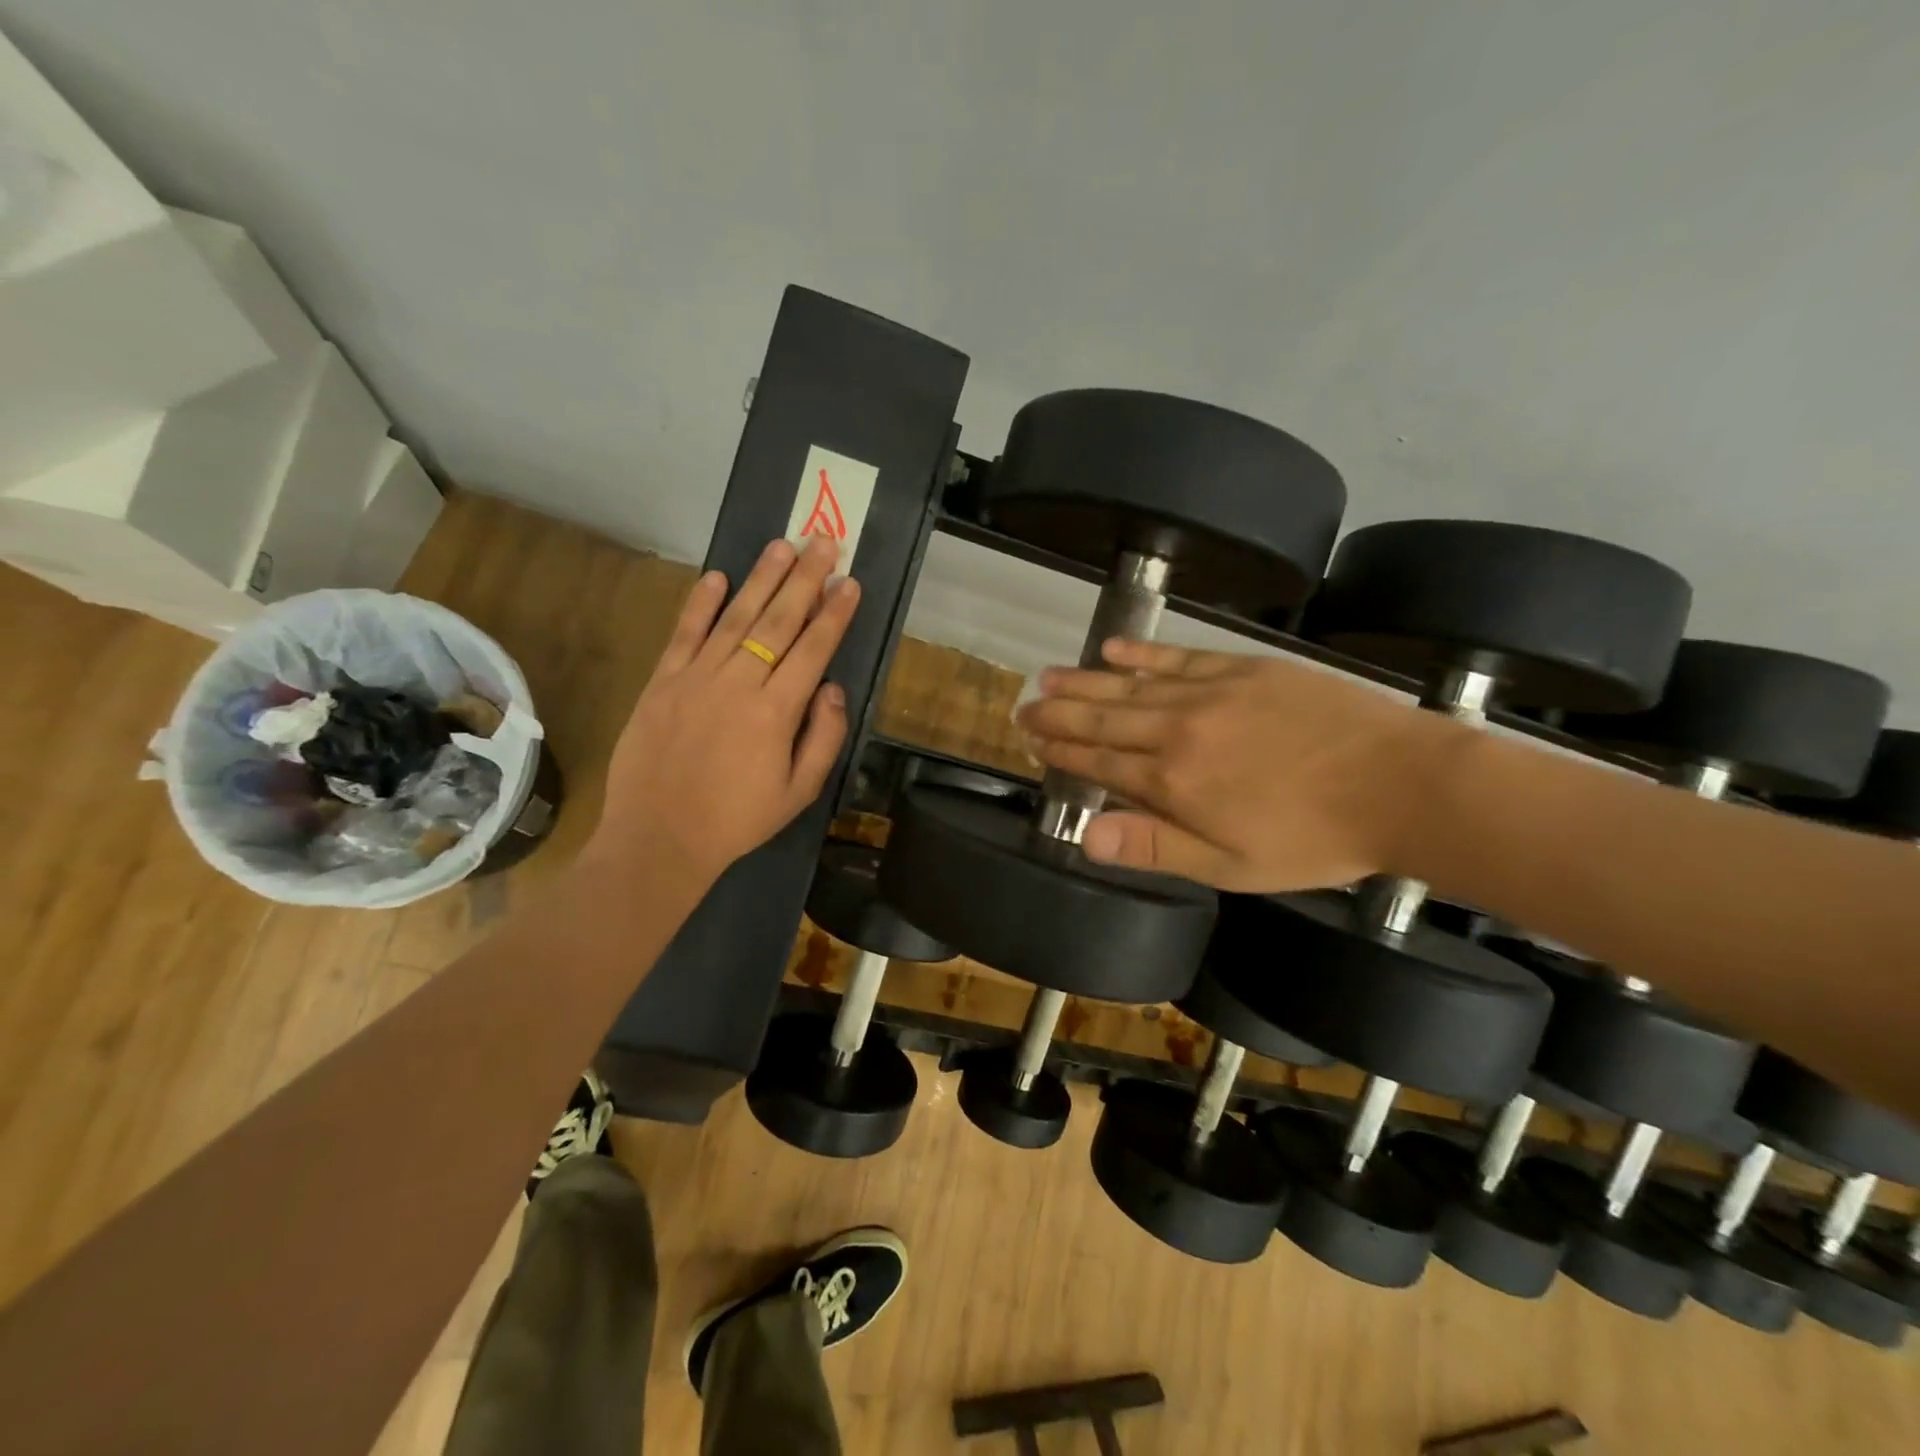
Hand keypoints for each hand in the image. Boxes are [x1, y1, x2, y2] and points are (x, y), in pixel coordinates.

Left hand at [587, 533, 859, 888]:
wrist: (659, 838)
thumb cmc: (737, 820)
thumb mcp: (798, 793)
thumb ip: (823, 738)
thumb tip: (832, 688)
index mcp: (776, 712)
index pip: (813, 649)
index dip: (834, 613)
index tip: (850, 582)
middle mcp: (738, 683)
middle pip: (778, 621)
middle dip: (805, 580)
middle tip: (824, 542)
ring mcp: (696, 678)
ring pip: (735, 618)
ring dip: (761, 579)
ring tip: (782, 545)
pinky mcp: (662, 682)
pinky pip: (684, 635)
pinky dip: (699, 604)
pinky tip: (716, 577)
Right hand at [1016, 640, 1452, 891]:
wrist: (1399, 784)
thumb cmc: (1313, 839)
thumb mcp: (1230, 865)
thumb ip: (1154, 846)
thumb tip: (1083, 837)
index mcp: (1172, 782)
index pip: (1099, 764)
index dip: (1061, 753)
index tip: (1031, 742)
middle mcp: (1178, 730)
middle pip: (1103, 720)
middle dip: (1059, 715)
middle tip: (1024, 707)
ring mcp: (1210, 693)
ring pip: (1130, 686)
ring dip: (1084, 682)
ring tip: (1048, 677)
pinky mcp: (1243, 668)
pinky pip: (1178, 659)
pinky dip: (1141, 654)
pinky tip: (1112, 649)